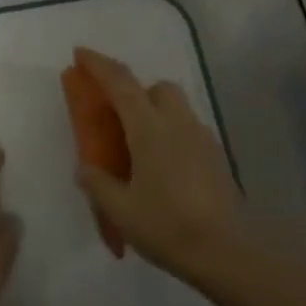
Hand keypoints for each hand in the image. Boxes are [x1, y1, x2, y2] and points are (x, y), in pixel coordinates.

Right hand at [71, 48, 253, 288]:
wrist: (225, 251)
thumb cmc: (166, 226)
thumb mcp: (120, 209)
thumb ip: (98, 183)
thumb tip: (85, 168)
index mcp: (149, 129)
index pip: (121, 83)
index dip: (99, 65)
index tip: (81, 54)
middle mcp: (178, 123)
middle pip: (157, 88)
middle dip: (135, 92)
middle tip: (116, 118)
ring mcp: (202, 138)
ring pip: (176, 107)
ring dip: (155, 112)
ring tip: (139, 148)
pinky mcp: (216, 156)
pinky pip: (188, 130)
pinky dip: (171, 134)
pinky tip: (163, 168)